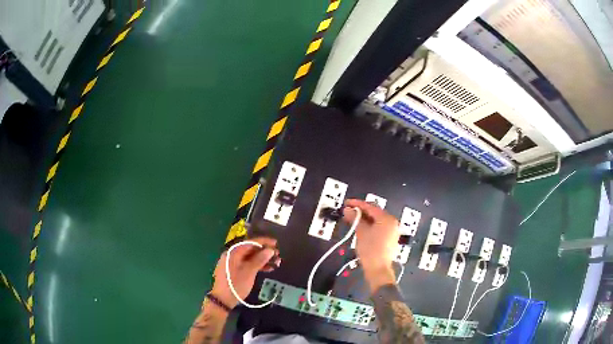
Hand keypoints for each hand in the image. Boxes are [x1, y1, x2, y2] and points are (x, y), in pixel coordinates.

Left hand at [211, 237, 280, 308]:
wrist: (223, 299)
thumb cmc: (236, 284)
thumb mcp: (249, 272)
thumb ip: (259, 260)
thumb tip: (270, 250)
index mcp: (233, 252)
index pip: (250, 242)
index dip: (264, 242)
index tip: (276, 243)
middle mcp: (232, 255)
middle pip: (250, 249)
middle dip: (265, 251)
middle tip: (277, 254)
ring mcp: (233, 263)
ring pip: (250, 257)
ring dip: (263, 259)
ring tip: (276, 263)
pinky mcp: (235, 270)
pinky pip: (247, 263)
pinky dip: (257, 265)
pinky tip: (268, 269)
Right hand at [343, 199, 399, 292]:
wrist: (378, 269)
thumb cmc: (370, 249)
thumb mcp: (361, 232)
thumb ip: (355, 218)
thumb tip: (347, 209)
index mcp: (387, 218)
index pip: (370, 207)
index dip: (357, 204)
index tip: (346, 203)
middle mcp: (392, 222)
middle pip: (374, 213)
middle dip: (360, 211)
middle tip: (348, 211)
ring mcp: (392, 231)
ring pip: (376, 220)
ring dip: (364, 219)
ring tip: (352, 219)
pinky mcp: (390, 238)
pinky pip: (379, 227)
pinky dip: (370, 226)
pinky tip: (360, 228)